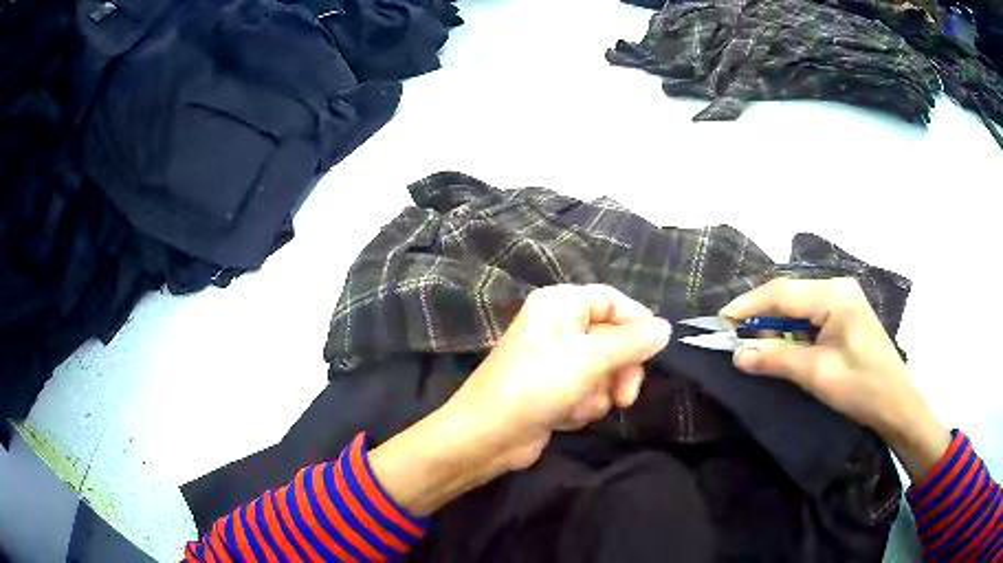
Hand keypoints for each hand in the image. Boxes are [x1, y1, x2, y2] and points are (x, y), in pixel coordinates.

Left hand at [448, 284, 671, 468]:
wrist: (488, 436)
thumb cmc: (537, 385)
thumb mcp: (591, 359)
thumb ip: (632, 343)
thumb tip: (665, 328)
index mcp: (561, 304)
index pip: (612, 301)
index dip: (636, 322)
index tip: (656, 350)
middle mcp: (558, 326)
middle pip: (612, 339)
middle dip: (619, 371)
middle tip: (624, 397)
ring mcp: (555, 360)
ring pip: (603, 371)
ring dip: (597, 395)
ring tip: (577, 407)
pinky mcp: (554, 390)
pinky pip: (586, 393)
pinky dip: (581, 407)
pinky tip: (563, 418)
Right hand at [721, 277, 949, 478]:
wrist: (897, 404)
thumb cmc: (862, 388)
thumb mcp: (818, 374)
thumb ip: (778, 359)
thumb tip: (738, 354)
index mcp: (834, 295)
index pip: (782, 292)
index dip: (748, 306)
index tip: (720, 323)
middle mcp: (838, 287)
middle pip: (789, 295)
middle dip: (760, 315)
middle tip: (734, 337)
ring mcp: (844, 299)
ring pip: (799, 305)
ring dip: (775, 324)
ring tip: (753, 344)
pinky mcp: (846, 314)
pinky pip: (811, 315)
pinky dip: (792, 330)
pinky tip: (782, 345)